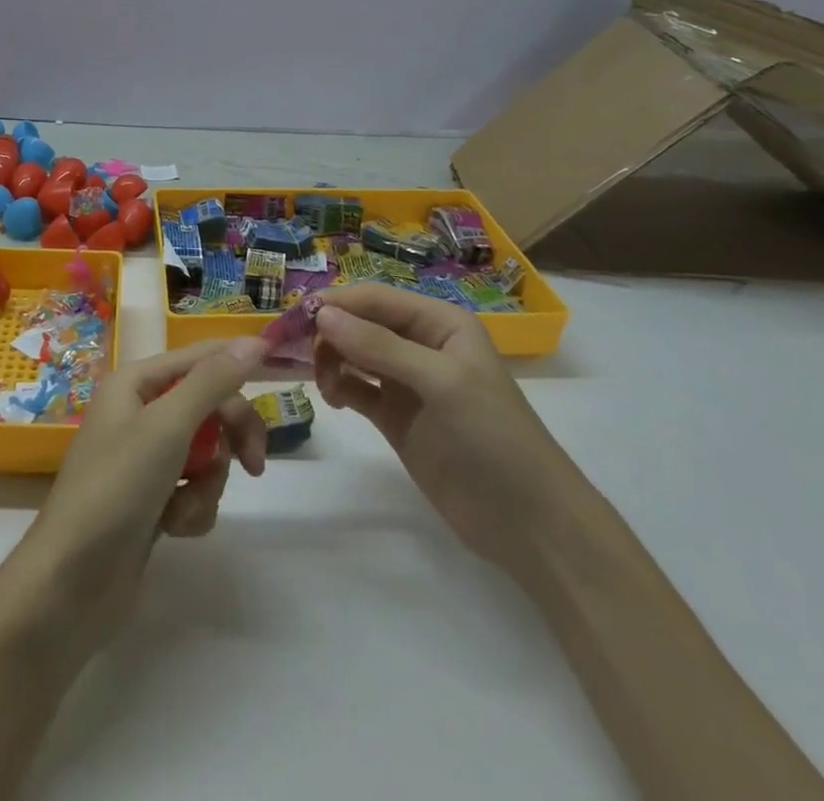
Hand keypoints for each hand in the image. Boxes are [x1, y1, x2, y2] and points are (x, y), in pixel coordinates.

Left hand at [18, 337, 268, 639]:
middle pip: (208, 405)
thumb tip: (253, 341)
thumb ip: (212, 382)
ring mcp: (144, 458)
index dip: (238, 362)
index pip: (200, 357)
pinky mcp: (151, 499)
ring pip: (206, 452)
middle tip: (255, 463)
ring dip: (207, 482)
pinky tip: (173, 529)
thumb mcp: (167, 427)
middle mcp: (139, 411)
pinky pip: (193, 489)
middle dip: (230, 434)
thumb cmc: (115, 489)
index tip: (282, 375)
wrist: (70, 584)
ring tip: (184, 507)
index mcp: (135, 382)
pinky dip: (192, 508)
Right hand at [313, 284, 580, 573]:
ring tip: (327, 387)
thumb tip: (322, 314)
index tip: (295, 318)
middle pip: (359, 322)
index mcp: (439, 322)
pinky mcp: (395, 416)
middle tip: (300, 355)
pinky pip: (356, 387)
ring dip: (331, 360)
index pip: (375, 298)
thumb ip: (380, 346)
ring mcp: (406, 382)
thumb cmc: (493, 437)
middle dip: (328, 332)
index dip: (336, 303)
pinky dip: (339, 386)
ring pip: (353, 353)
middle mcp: (420, 343)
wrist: (528, 524)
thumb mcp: (441, 382)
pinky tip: (334, 400)